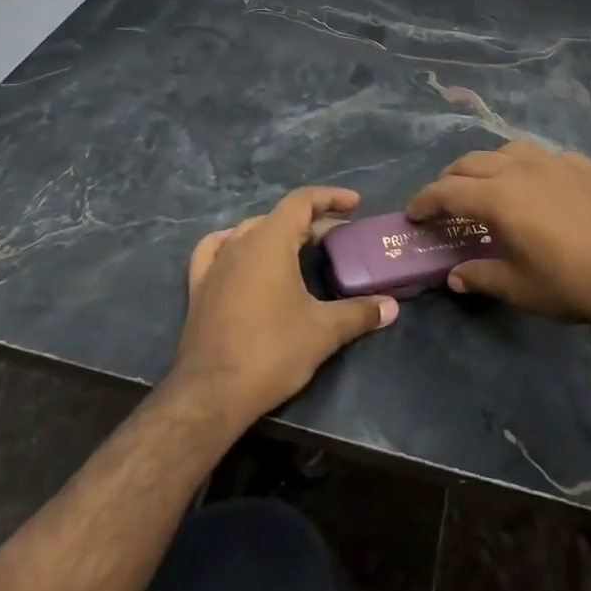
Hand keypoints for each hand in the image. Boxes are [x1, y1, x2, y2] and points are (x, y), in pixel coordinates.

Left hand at [171, 187, 397, 420]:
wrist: (211, 393)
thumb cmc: (271, 352)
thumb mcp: (323, 332)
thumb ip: (360, 313)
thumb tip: (392, 307)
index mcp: (270, 241)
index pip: (301, 201)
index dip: (330, 197)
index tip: (355, 204)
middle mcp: (239, 243)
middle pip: (279, 217)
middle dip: (312, 221)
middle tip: (339, 239)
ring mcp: (214, 264)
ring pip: (250, 231)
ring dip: (278, 233)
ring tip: (300, 247)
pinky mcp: (198, 287)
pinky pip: (215, 250)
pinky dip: (234, 243)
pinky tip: (241, 253)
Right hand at [406, 143, 590, 325]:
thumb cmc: (571, 283)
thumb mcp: (520, 288)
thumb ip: (481, 276)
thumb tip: (454, 276)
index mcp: (498, 198)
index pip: (447, 192)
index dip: (424, 201)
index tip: (413, 213)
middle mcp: (519, 169)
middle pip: (471, 163)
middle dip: (450, 179)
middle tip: (444, 200)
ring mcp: (553, 161)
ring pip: (506, 150)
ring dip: (487, 165)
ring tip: (488, 185)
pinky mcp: (581, 164)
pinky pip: (542, 156)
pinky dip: (525, 166)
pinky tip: (536, 186)